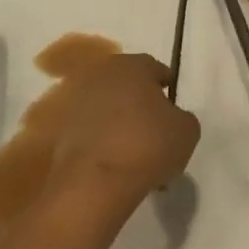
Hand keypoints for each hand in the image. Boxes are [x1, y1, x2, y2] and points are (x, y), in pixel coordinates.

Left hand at [49, 53, 199, 213]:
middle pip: (128, 87)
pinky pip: (91, 132)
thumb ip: (181, 116)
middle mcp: (100, 75)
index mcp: (132, 66)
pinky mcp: (60, 130)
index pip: (155, 69)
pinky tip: (117, 165)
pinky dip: (103, 142)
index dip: (167, 89)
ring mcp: (76, 102)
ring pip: (108, 110)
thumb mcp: (187, 130)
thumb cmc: (148, 145)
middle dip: (141, 105)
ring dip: (121, 124)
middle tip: (156, 131)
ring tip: (136, 154)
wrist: (95, 182)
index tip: (174, 109)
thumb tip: (170, 118)